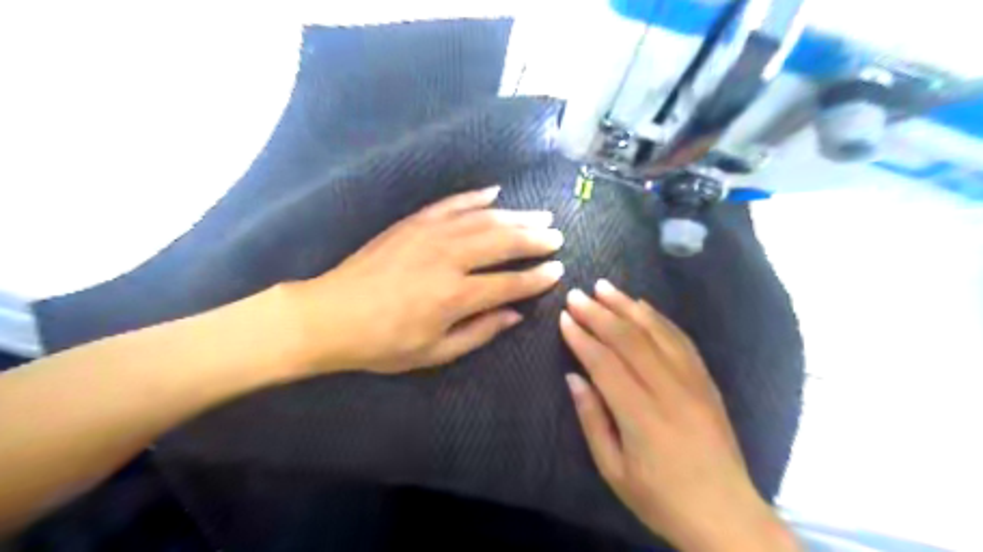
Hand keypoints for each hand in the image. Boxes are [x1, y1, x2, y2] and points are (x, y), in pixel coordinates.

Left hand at [281, 186, 565, 374]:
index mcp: (456, 296)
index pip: (510, 282)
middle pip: (503, 242)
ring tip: (540, 215)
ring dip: (516, 216)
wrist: (331, 315)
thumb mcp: (435, 352)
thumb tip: (516, 314)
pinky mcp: (414, 222)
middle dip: (535, 239)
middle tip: (556, 237)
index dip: (537, 277)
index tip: (558, 270)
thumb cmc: (383, 343)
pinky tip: (496, 192)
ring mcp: (430, 234)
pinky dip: (476, 197)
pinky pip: (452, 203)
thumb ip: (480, 332)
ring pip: (484, 219)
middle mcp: (449, 258)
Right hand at [560, 282, 796, 549]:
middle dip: (599, 313)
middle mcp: (669, 390)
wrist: (726, 515)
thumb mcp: (613, 470)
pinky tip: (642, 306)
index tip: (564, 317)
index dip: (581, 337)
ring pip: (656, 332)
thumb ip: (592, 419)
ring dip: (627, 306)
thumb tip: (573, 377)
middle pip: (629, 339)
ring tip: (605, 287)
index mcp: (641, 416)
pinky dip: (658, 318)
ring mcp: (693, 382)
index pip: (605, 362)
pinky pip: (681, 340)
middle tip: (577, 294)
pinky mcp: (707, 381)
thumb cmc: (661, 498)